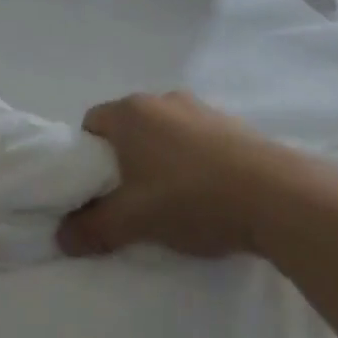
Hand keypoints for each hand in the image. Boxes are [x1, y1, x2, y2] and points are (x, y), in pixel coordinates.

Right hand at [56, 92, 281, 259]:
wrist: (276, 196)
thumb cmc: (191, 198)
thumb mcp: (134, 221)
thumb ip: (92, 229)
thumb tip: (60, 237)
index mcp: (130, 112)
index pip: (91, 124)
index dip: (86, 157)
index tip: (98, 190)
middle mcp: (161, 100)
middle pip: (128, 127)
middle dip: (124, 160)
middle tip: (132, 200)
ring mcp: (200, 108)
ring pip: (164, 133)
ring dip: (161, 159)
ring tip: (175, 200)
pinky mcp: (232, 124)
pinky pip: (197, 139)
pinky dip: (194, 160)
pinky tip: (209, 194)